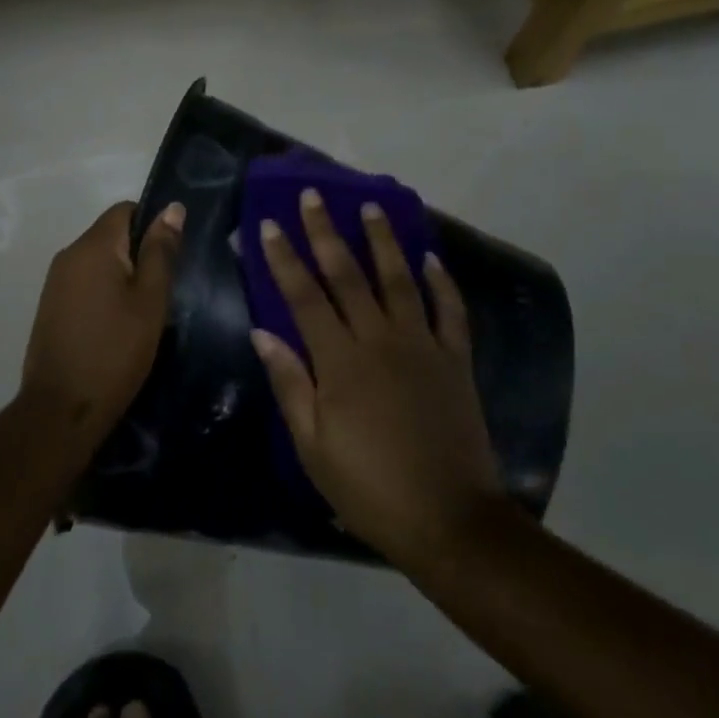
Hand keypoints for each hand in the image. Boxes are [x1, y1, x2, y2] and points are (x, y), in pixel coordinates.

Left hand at [19, 200, 184, 452]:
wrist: (61, 408)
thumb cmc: (115, 351)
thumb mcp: (150, 300)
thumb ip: (161, 251)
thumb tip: (172, 208)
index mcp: (93, 246)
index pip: (125, 210)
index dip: (152, 224)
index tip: (171, 256)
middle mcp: (68, 254)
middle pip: (110, 235)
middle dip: (138, 253)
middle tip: (163, 290)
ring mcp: (55, 281)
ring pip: (98, 261)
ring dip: (121, 275)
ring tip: (143, 311)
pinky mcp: (50, 306)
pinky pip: (84, 282)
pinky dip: (103, 293)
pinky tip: (117, 325)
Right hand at [251, 189, 503, 571]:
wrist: (450, 521)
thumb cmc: (370, 488)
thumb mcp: (313, 447)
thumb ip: (290, 384)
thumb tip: (263, 333)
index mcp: (340, 362)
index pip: (304, 297)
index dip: (284, 259)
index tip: (268, 224)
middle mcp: (380, 341)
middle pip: (348, 275)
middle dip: (326, 232)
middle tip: (314, 195)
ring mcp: (422, 346)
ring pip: (399, 280)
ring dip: (383, 241)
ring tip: (371, 207)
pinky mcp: (455, 361)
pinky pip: (450, 311)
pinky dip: (441, 282)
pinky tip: (431, 259)